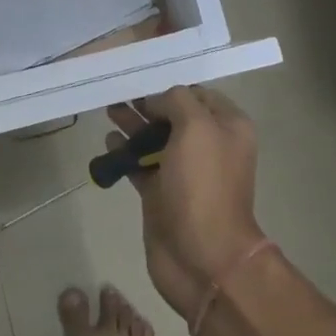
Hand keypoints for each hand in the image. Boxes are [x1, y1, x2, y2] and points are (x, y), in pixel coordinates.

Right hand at [106, 87, 263, 320]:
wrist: (202, 256)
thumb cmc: (203, 185)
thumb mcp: (197, 128)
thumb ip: (177, 101)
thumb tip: (157, 101)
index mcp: (228, 128)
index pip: (197, 94)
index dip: (170, 86)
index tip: (140, 79)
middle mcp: (208, 146)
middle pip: (173, 115)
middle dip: (146, 103)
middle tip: (117, 93)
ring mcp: (184, 172)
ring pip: (155, 139)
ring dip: (133, 125)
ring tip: (108, 110)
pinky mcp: (161, 194)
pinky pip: (141, 165)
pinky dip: (125, 153)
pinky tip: (109, 142)